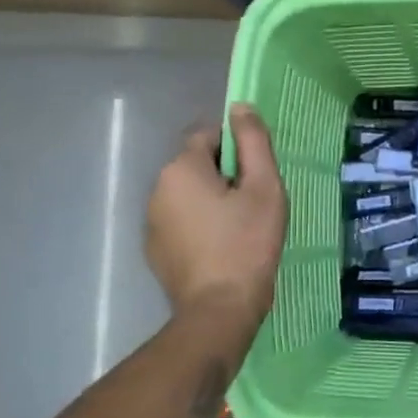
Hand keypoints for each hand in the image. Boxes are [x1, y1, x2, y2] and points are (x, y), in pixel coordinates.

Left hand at [146, 104, 287, 346]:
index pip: (208, 134)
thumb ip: (253, 142)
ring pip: (190, 194)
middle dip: (225, 175)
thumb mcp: (264, 188)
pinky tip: (222, 248)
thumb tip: (240, 107)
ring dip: (212, 201)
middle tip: (255, 203)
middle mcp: (158, 188)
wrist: (219, 310)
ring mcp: (152, 222)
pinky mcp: (155, 250)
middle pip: (198, 165)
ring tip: (241, 228)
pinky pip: (182, 221)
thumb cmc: (248, 244)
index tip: (257, 174)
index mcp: (182, 169)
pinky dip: (201, 226)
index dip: (237, 148)